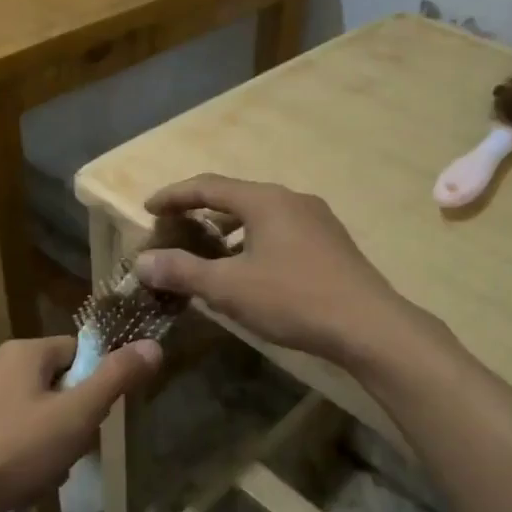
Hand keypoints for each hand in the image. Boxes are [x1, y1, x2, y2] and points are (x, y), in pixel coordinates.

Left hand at [0, 334, 160, 511]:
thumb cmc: (12, 452)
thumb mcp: (76, 416)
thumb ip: (116, 378)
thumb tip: (153, 344)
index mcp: (24, 351)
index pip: (80, 352)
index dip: (95, 386)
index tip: (93, 421)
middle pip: (58, 385)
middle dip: (70, 423)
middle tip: (68, 455)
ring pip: (35, 414)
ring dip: (48, 445)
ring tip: (42, 477)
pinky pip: (8, 434)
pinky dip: (20, 457)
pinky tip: (17, 486)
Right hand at [134, 176, 409, 363]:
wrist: (368, 324)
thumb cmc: (293, 299)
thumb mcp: (230, 288)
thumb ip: (183, 271)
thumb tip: (142, 262)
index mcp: (265, 200)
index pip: (208, 186)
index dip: (174, 195)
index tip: (148, 209)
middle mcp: (292, 199)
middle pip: (236, 197)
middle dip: (201, 213)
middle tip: (175, 231)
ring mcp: (317, 220)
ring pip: (261, 216)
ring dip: (229, 230)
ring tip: (208, 252)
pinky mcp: (331, 242)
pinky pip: (281, 231)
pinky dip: (254, 242)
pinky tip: (251, 270)